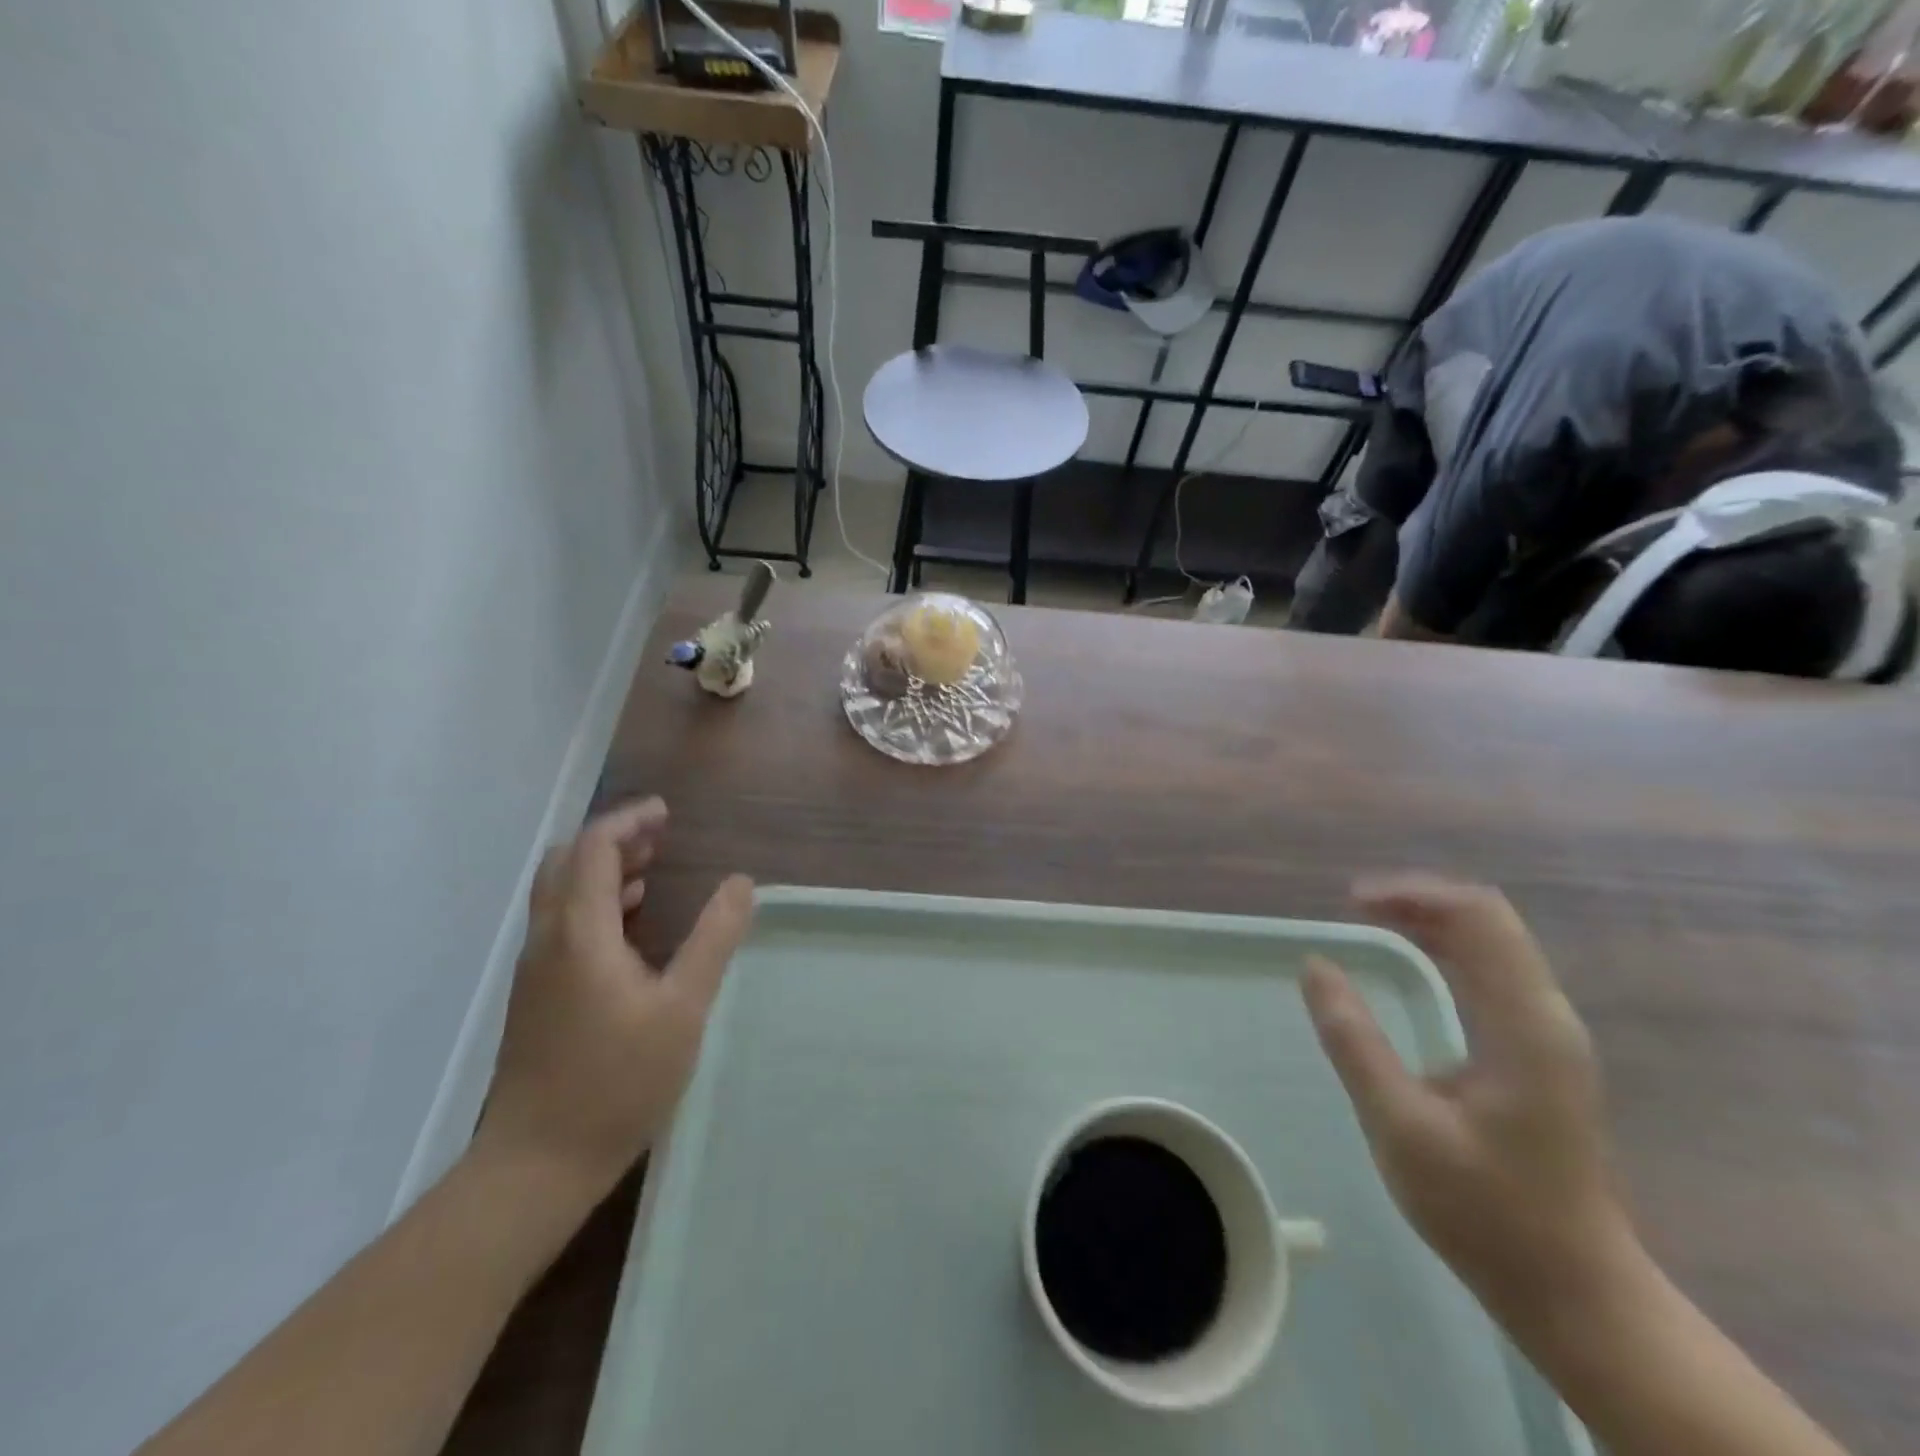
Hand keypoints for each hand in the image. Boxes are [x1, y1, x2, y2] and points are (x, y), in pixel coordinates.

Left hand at [476, 798, 753, 1198]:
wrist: (537, 1164)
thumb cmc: (618, 1081)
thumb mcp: (684, 1008)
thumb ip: (713, 939)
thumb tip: (741, 883)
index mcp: (580, 933)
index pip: (594, 848)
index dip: (628, 820)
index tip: (666, 813)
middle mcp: (548, 940)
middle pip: (567, 863)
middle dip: (612, 839)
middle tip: (658, 837)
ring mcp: (536, 970)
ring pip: (560, 894)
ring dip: (601, 870)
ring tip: (649, 869)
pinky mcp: (536, 996)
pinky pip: (561, 923)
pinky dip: (593, 902)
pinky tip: (629, 926)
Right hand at [1302, 874, 1635, 1327]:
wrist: (1577, 1294)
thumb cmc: (1487, 1212)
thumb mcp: (1401, 1126)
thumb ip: (1354, 1041)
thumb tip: (1316, 965)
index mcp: (1524, 1025)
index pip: (1479, 918)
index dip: (1414, 894)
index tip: (1351, 902)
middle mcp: (1546, 1017)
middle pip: (1488, 921)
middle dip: (1420, 900)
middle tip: (1355, 907)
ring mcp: (1548, 1035)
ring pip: (1493, 944)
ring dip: (1432, 922)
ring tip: (1372, 921)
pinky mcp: (1540, 1054)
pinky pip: (1493, 974)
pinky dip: (1447, 951)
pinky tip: (1412, 963)